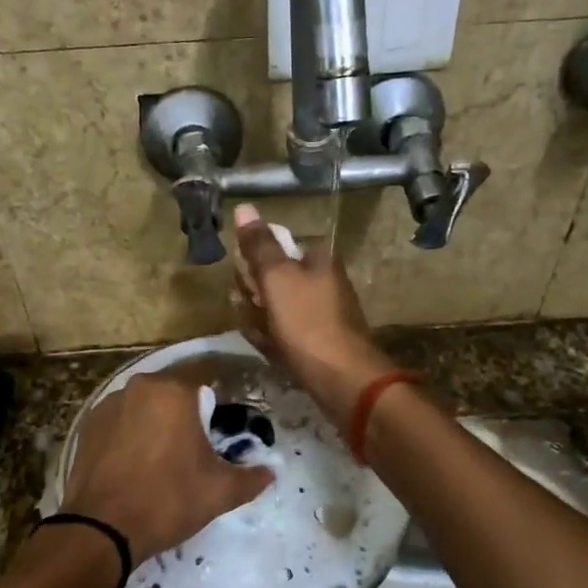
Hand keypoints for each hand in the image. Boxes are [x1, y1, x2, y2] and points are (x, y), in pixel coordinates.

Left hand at [62, 370, 272, 559]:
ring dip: (157, 423)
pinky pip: (121, 421)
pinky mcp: (88, 424)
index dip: (218, 410)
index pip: (208, 386)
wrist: (101, 529)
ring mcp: (109, 403)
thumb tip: (271, 470)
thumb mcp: (220, 492)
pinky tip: (134, 463)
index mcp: (175, 392)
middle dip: (187, 415)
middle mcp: (141, 386)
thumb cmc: (168, 501)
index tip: (221, 435)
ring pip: (145, 406)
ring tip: (163, 458)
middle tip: (195, 450)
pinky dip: (131, 434)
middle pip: (174, 394)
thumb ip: (252, 476)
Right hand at [231, 203, 395, 420]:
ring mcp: (322, 314)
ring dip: (259, 317)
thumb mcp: (277, 278)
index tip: (244, 279)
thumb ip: (259, 245)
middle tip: (250, 307)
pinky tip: (266, 348)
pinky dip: (272, 338)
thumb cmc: (308, 323)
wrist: (343, 380)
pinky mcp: (318, 343)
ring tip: (256, 330)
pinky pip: (285, 333)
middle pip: (275, 278)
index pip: (278, 246)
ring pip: (277, 308)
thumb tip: (244, 207)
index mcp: (319, 260)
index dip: (255, 261)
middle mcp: (323, 282)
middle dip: (254, 292)